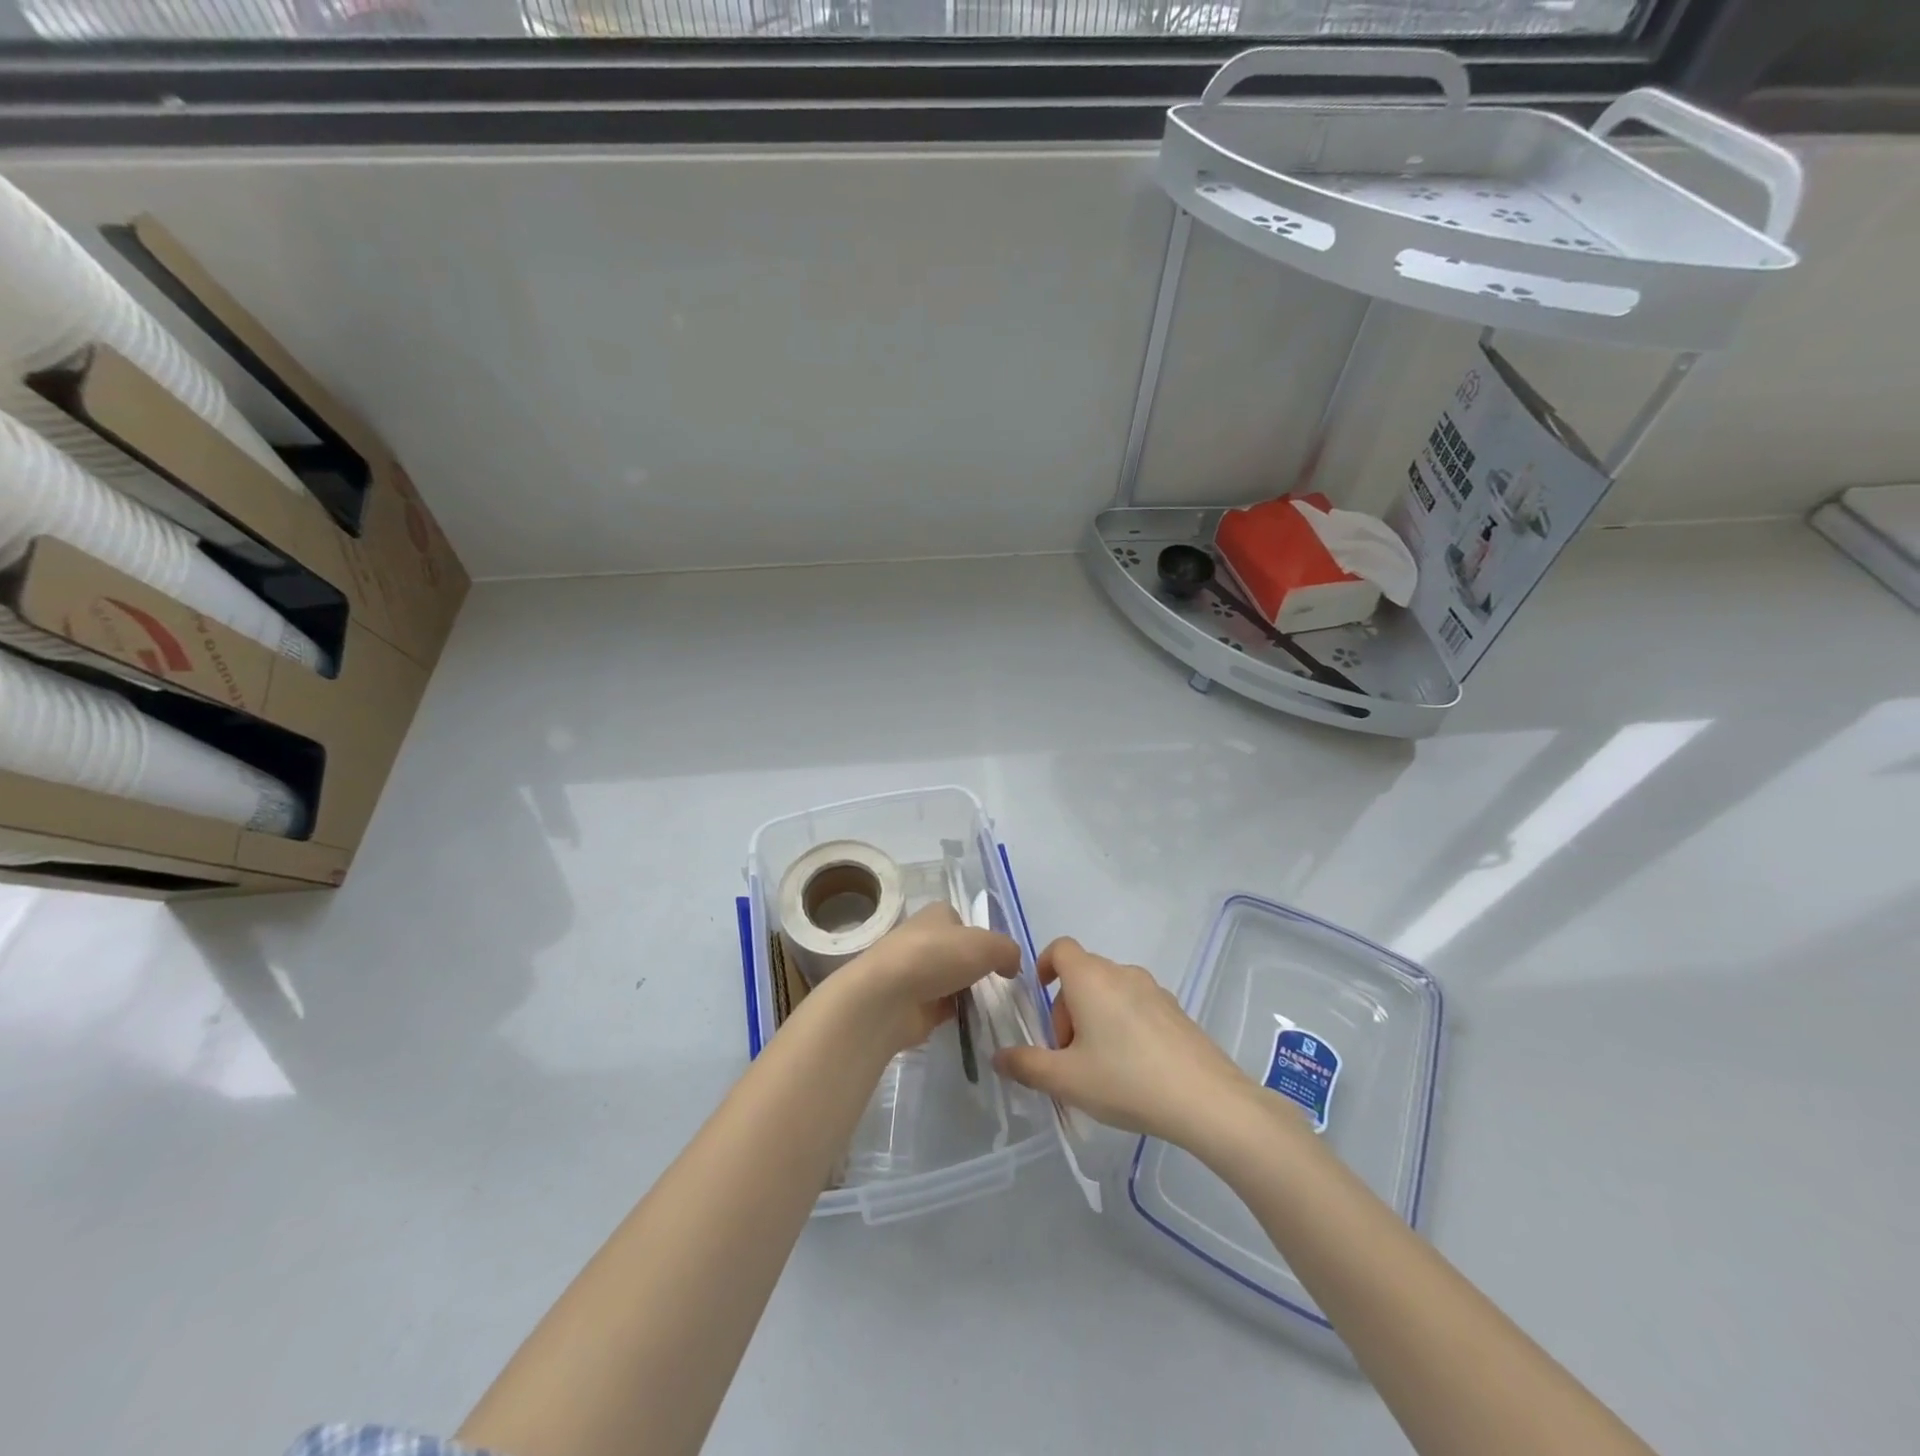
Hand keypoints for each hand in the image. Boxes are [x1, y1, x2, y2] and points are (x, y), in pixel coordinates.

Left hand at [819, 903, 1022, 1057]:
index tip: (998, 958)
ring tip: (990, 1007)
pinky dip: (955, 1015)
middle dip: (974, 968)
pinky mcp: (910, 1005)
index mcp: (936, 915)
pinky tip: (972, 1023)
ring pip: (950, 981)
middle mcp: (922, 939)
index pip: (962, 921)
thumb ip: (1007, 951)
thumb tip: (1011, 966)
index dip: (981, 937)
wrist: (886, 998)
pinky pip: (941, 1008)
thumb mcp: (987, 945)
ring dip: (965, 993)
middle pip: (957, 953)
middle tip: (999, 986)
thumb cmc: (936, 957)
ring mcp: (913, 974)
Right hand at [993, 937, 1253, 1145]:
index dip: (1044, 965)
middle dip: (1066, 1008)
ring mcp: (1154, 990)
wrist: (1206, 1100)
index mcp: (1090, 978)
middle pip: (1083, 974)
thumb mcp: (1067, 1080)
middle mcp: (1121, 973)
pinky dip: (1123, 1025)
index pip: (1060, 949)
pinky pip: (1137, 1006)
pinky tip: (1132, 1070)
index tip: (1039, 998)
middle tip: (1067, 1055)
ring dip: (1095, 1017)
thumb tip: (999, 1056)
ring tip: (1098, 1066)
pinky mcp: (1176, 1011)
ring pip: (1111, 991)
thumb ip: (1026, 1066)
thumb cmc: (1126, 1080)